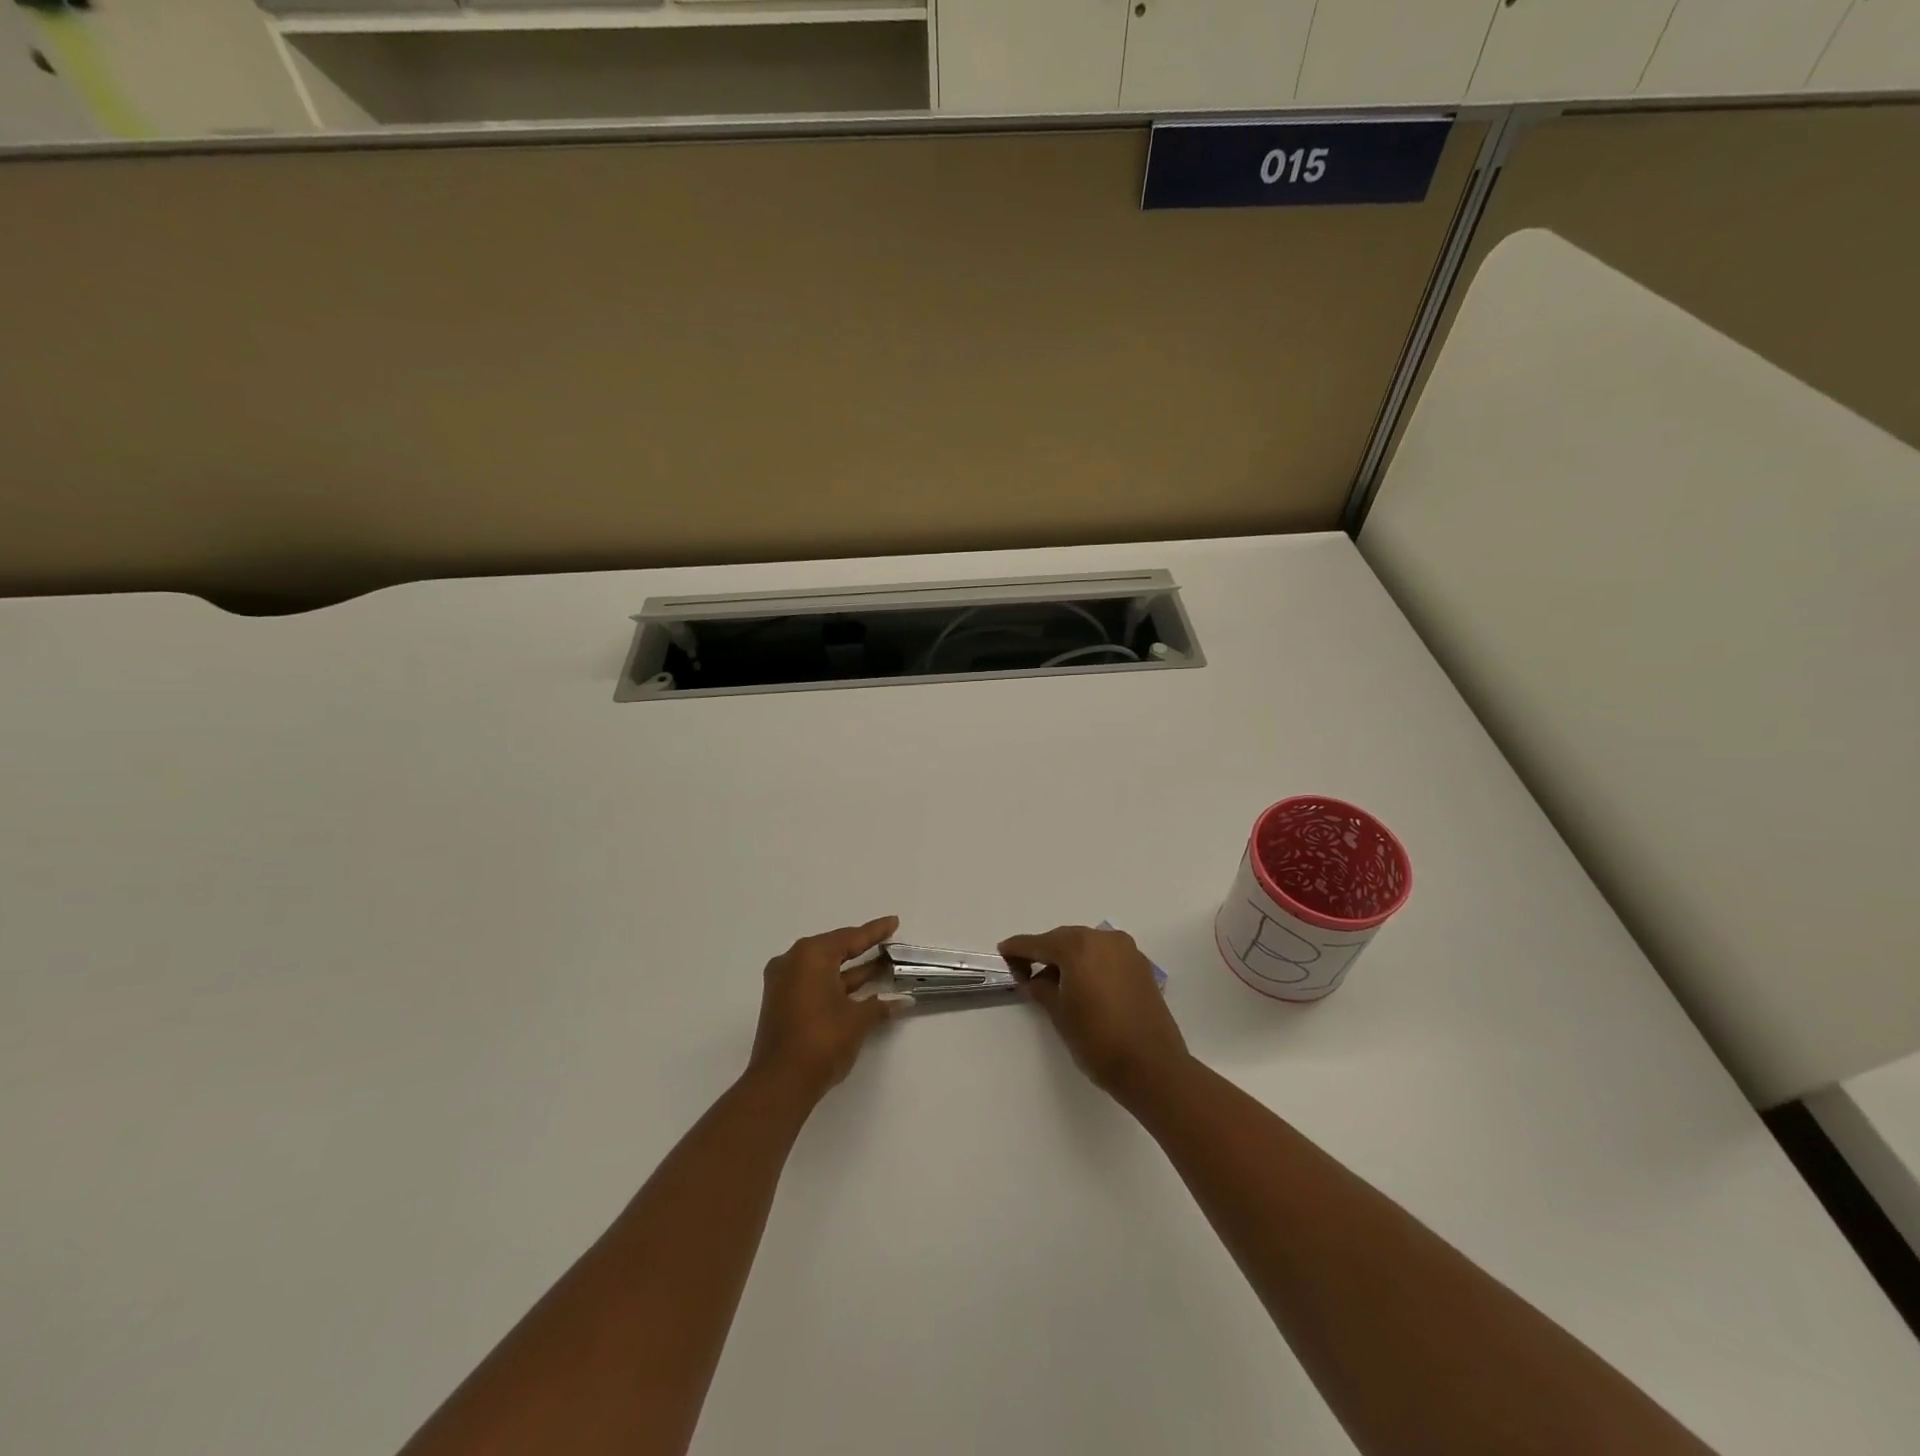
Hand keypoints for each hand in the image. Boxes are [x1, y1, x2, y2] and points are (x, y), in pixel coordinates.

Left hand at [748, 916, 907, 1102]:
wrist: (781, 1083)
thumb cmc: (822, 1040)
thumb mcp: (857, 1019)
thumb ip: (880, 1005)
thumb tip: (903, 1002)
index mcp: (810, 955)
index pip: (850, 938)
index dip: (875, 932)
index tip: (893, 922)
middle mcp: (793, 962)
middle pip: (835, 949)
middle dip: (863, 949)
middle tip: (888, 943)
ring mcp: (784, 984)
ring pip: (825, 969)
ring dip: (852, 970)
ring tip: (883, 965)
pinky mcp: (782, 1004)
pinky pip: (815, 984)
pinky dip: (837, 985)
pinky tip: (862, 990)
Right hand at [998, 924, 1189, 1101]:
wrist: (1153, 1067)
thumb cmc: (1098, 1040)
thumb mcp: (1059, 1014)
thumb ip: (1042, 988)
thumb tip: (1034, 979)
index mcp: (1078, 946)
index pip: (1039, 943)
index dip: (1018, 949)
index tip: (1003, 952)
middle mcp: (1103, 939)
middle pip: (1064, 940)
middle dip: (1044, 953)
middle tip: (1026, 971)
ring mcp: (1126, 951)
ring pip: (1087, 946)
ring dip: (1069, 958)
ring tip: (1054, 982)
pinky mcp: (1141, 966)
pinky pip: (1106, 956)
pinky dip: (1091, 964)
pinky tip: (1082, 985)